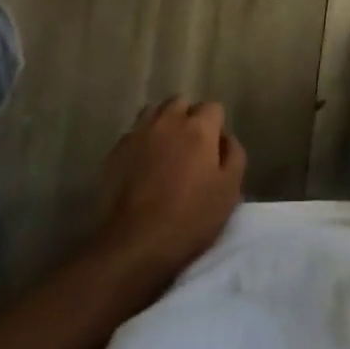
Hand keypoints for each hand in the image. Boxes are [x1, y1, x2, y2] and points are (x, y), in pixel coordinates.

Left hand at [98, 98, 245, 281]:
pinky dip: (143, 141)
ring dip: (164, 124)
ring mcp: (138, 133)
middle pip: (181, 103)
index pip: (213, 107)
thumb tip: (225, 137)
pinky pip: (134, 133)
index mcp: (198, 128)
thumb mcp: (229, 191)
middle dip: (189, 118)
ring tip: (166, 151)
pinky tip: (144, 165)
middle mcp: (167, 121)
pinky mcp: (115, 150)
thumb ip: (234, 155)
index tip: (215, 151)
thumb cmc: (189, 219)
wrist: (133, 244)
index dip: (216, 127)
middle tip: (192, 149)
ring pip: (154, 112)